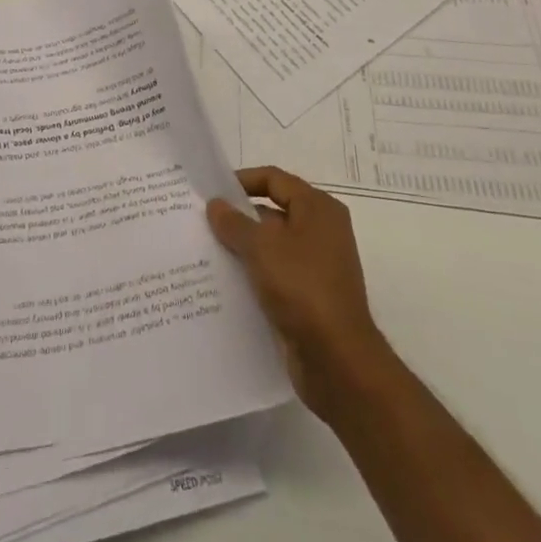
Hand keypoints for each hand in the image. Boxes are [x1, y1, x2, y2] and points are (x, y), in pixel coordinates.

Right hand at [207, 166, 397, 421]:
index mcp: (318, 208)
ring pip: (272, 246)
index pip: (274, 179)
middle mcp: (321, 231)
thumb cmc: (302, 288)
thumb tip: (215, 204)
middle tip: (202, 221)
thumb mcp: (262, 247)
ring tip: (206, 251)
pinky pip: (276, 275)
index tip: (212, 190)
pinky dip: (253, 275)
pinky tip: (224, 283)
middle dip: (238, 217)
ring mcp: (317, 266)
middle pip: (273, 211)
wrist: (338, 362)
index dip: (242, 180)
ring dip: (243, 248)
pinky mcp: (310, 297)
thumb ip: (234, 223)